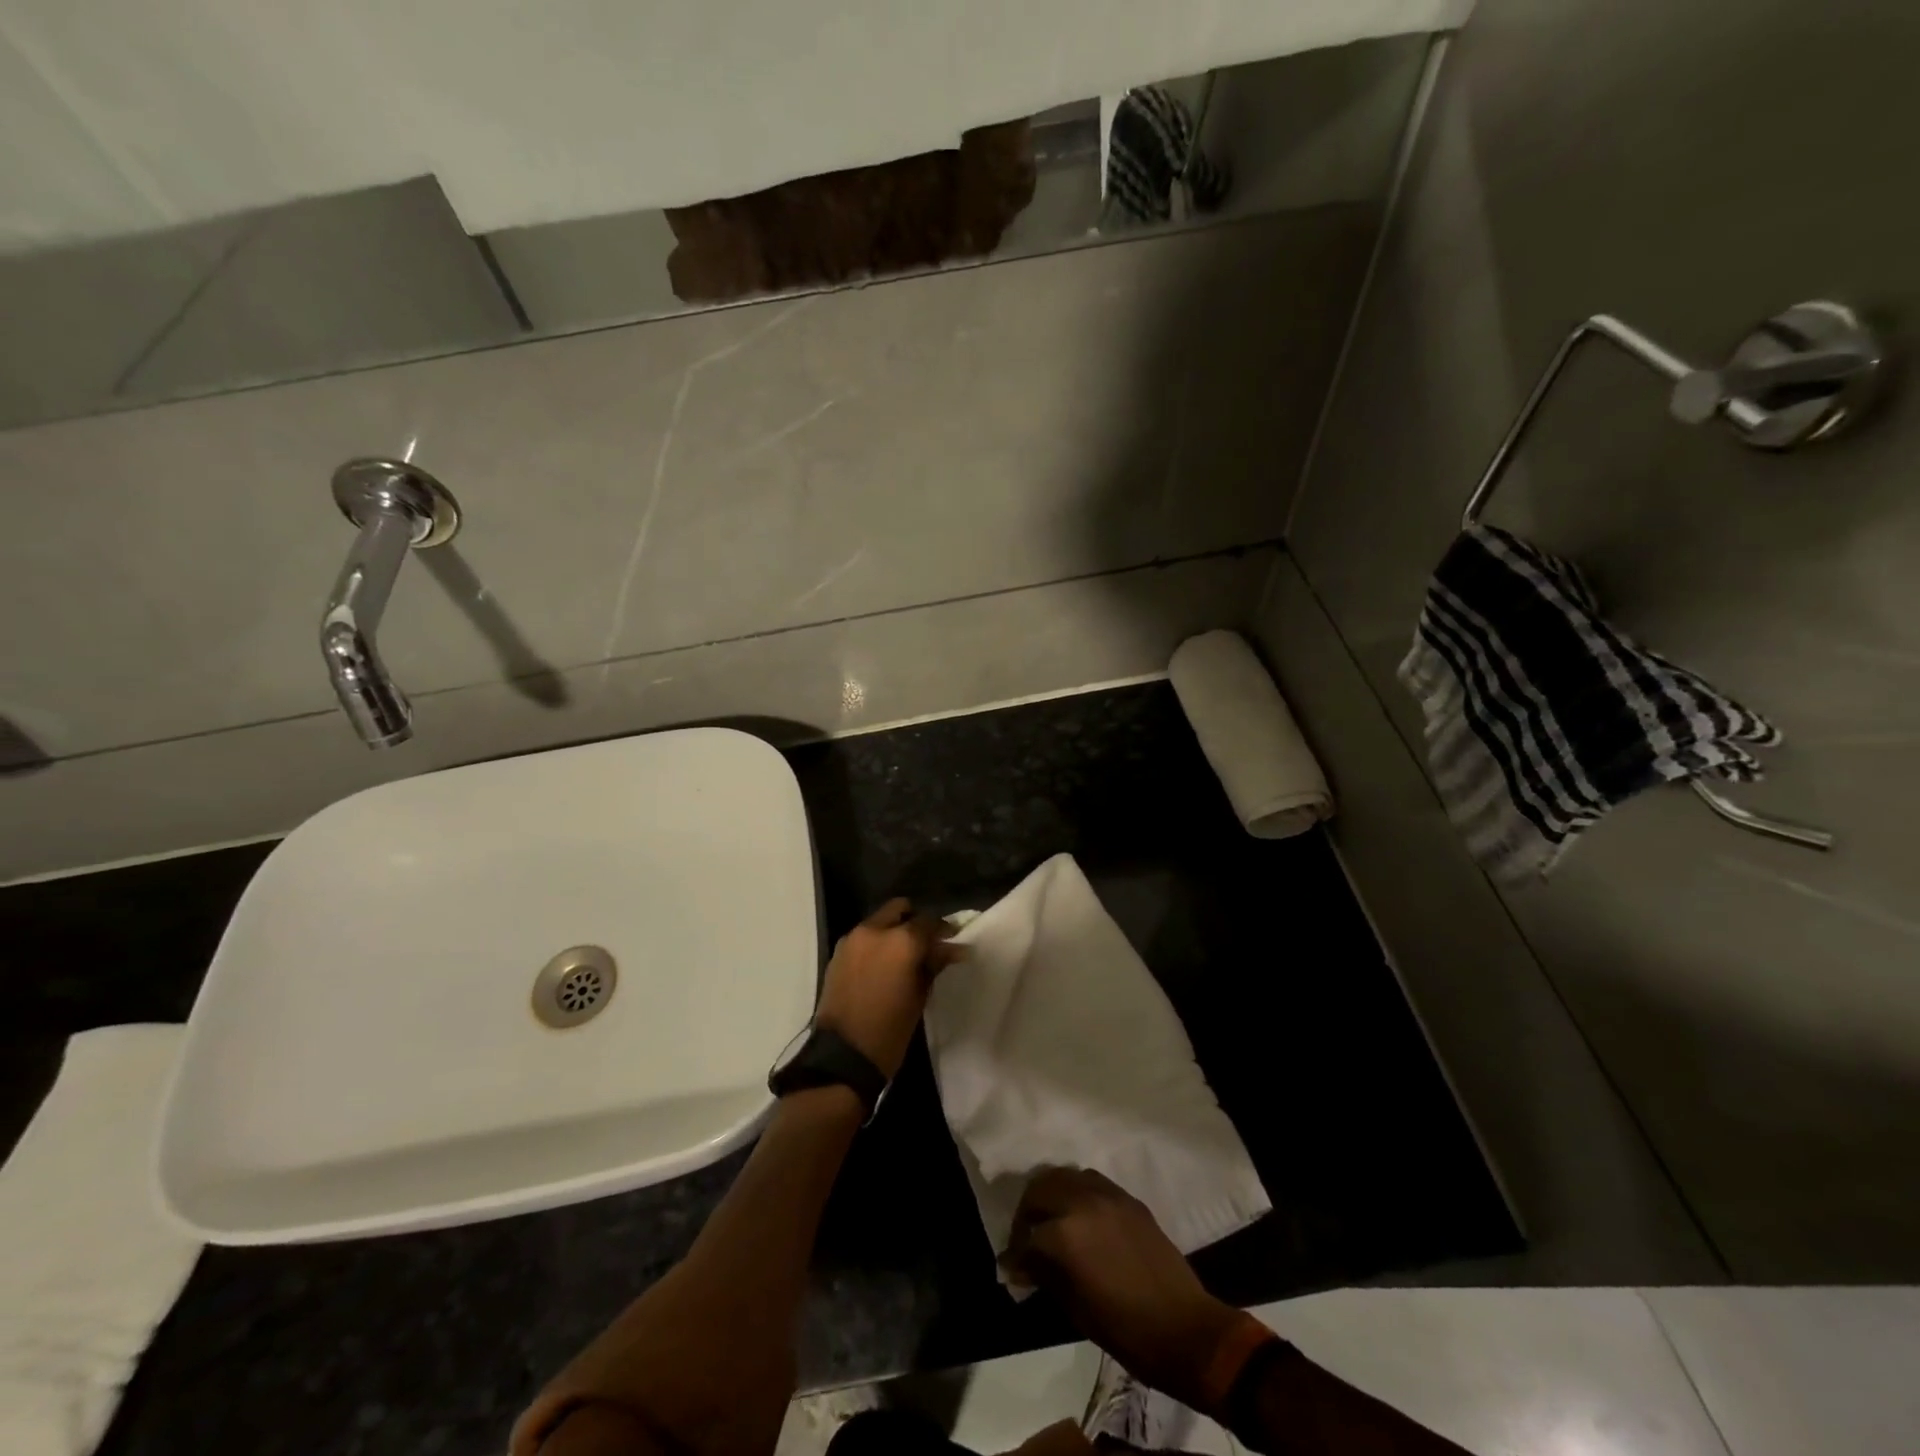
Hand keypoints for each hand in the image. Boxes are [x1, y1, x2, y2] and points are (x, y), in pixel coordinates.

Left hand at [814, 898, 961, 1078]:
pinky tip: (883, 964)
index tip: (952, 942)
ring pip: (880, 921)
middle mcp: (875, 930)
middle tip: (926, 944)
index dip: (944, 930)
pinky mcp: (838, 952)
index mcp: (902, 940)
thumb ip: (934, 964)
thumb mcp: (919, 996)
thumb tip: (953, 949)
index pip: (929, 921)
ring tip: (904, 955)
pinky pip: (864, 936)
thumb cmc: (890, 1030)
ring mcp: (853, 939)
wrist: (843, 1056)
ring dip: (894, 930)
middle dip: (915, 922)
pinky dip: (876, 942)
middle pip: (900, 909)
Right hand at [1003, 1168, 1241, 1408]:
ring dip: (1051, 1194)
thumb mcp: (1075, 1309)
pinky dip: (1077, 1191)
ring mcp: (1108, 1195)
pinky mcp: (1128, 1198)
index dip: (1015, 1254)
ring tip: (1050, 1219)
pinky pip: (1092, 1181)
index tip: (1010, 1267)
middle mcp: (1083, 1202)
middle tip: (1025, 1237)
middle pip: (1040, 1189)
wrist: (1184, 1328)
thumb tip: (1023, 1265)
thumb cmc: (1125, 1329)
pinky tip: (1080, 1215)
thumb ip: (1045, 1276)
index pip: (1027, 1236)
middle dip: (1026, 1212)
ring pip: (1065, 1175)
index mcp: (1066, 1234)